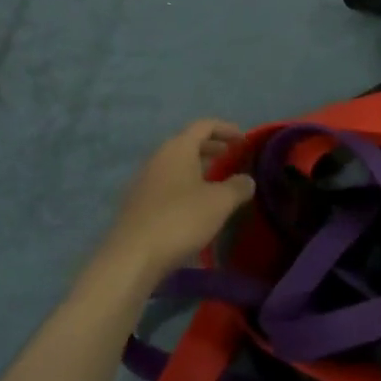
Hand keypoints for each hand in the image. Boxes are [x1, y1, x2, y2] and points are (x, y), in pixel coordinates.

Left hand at [98, 120, 254, 289]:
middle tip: (232, 157)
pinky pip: (167, 182)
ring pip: (176, 164)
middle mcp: (159, 157)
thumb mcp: (219, 202)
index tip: (243, 139)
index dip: (226, 129)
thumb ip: (237, 186)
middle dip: (212, 147)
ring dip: (197, 167)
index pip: (204, 126)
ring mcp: (145, 179)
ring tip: (216, 181)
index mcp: (178, 148)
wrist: (133, 255)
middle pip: (188, 143)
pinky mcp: (138, 201)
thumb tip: (247, 180)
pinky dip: (184, 184)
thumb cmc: (180, 219)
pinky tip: (194, 204)